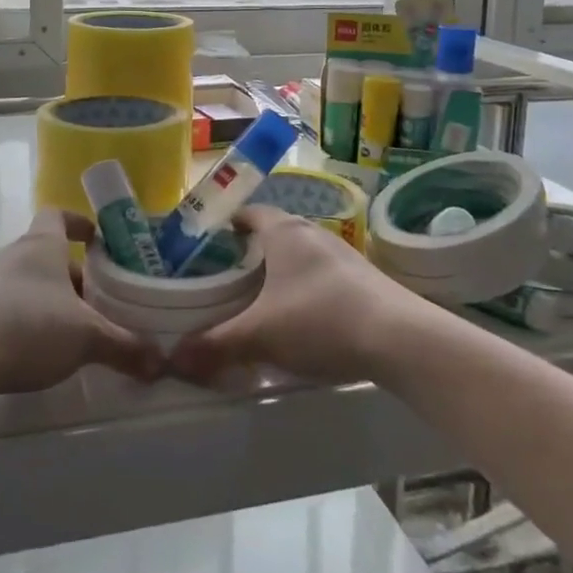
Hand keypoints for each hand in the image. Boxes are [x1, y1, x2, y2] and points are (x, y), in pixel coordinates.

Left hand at [0, 209, 162, 395]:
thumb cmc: (30, 327)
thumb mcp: (87, 337)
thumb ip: (125, 346)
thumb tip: (160, 362)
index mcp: (41, 245)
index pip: (58, 215)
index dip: (79, 223)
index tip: (99, 240)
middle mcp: (13, 254)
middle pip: (47, 253)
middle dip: (75, 275)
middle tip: (99, 301)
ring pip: (28, 280)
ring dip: (51, 298)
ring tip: (74, 328)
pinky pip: (8, 304)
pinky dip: (27, 318)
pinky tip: (40, 349)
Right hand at [169, 205, 421, 383]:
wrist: (401, 339)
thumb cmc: (320, 320)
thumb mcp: (260, 335)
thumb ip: (215, 345)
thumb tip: (172, 359)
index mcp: (283, 231)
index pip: (248, 213)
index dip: (225, 226)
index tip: (206, 247)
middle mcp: (312, 233)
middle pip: (273, 234)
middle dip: (250, 255)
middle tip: (225, 281)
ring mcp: (342, 254)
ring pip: (299, 256)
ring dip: (279, 274)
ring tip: (258, 304)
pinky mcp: (363, 278)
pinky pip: (321, 276)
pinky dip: (304, 290)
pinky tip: (300, 322)